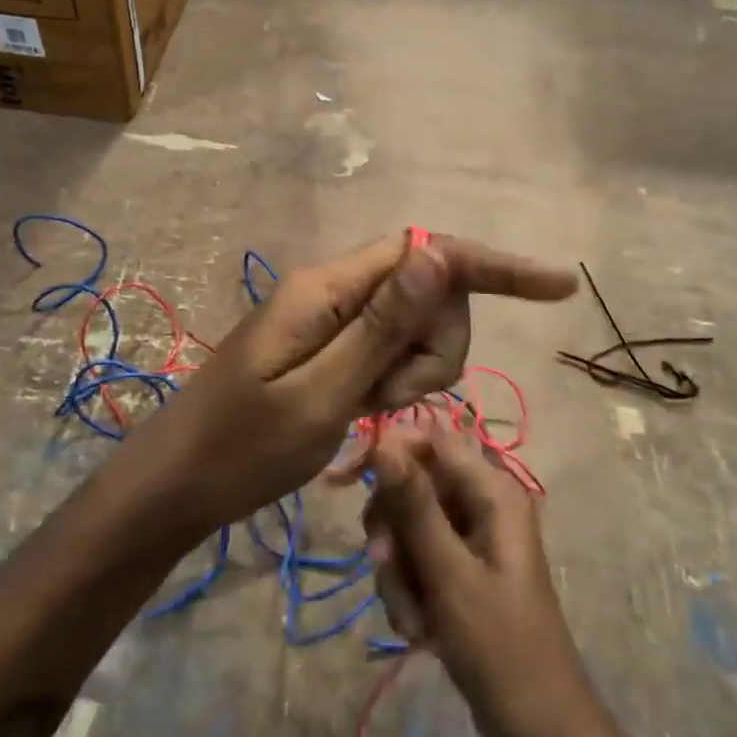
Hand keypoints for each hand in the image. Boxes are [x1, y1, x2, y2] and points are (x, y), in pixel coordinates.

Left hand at [150, 231, 574, 528]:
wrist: (176, 485)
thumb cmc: (240, 449)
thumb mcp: (320, 394)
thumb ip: (382, 325)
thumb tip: (439, 254)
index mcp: (330, 287)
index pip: (428, 250)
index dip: (495, 265)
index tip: (560, 286)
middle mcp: (335, 289)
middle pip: (429, 292)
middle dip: (435, 346)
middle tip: (392, 400)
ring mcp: (332, 319)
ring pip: (415, 327)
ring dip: (415, 371)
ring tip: (369, 413)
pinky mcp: (330, 348)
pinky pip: (387, 351)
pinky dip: (393, 382)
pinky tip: (365, 414)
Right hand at [361, 427, 593, 736]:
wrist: (538, 730)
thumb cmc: (500, 646)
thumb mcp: (449, 573)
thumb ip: (414, 503)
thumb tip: (384, 438)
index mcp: (492, 490)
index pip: (429, 439)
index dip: (387, 450)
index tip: (343, 480)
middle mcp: (481, 504)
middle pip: (412, 485)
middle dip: (393, 531)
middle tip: (388, 567)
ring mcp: (469, 539)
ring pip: (407, 528)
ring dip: (398, 573)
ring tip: (414, 619)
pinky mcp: (458, 571)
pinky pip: (415, 561)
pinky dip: (409, 593)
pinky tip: (420, 632)